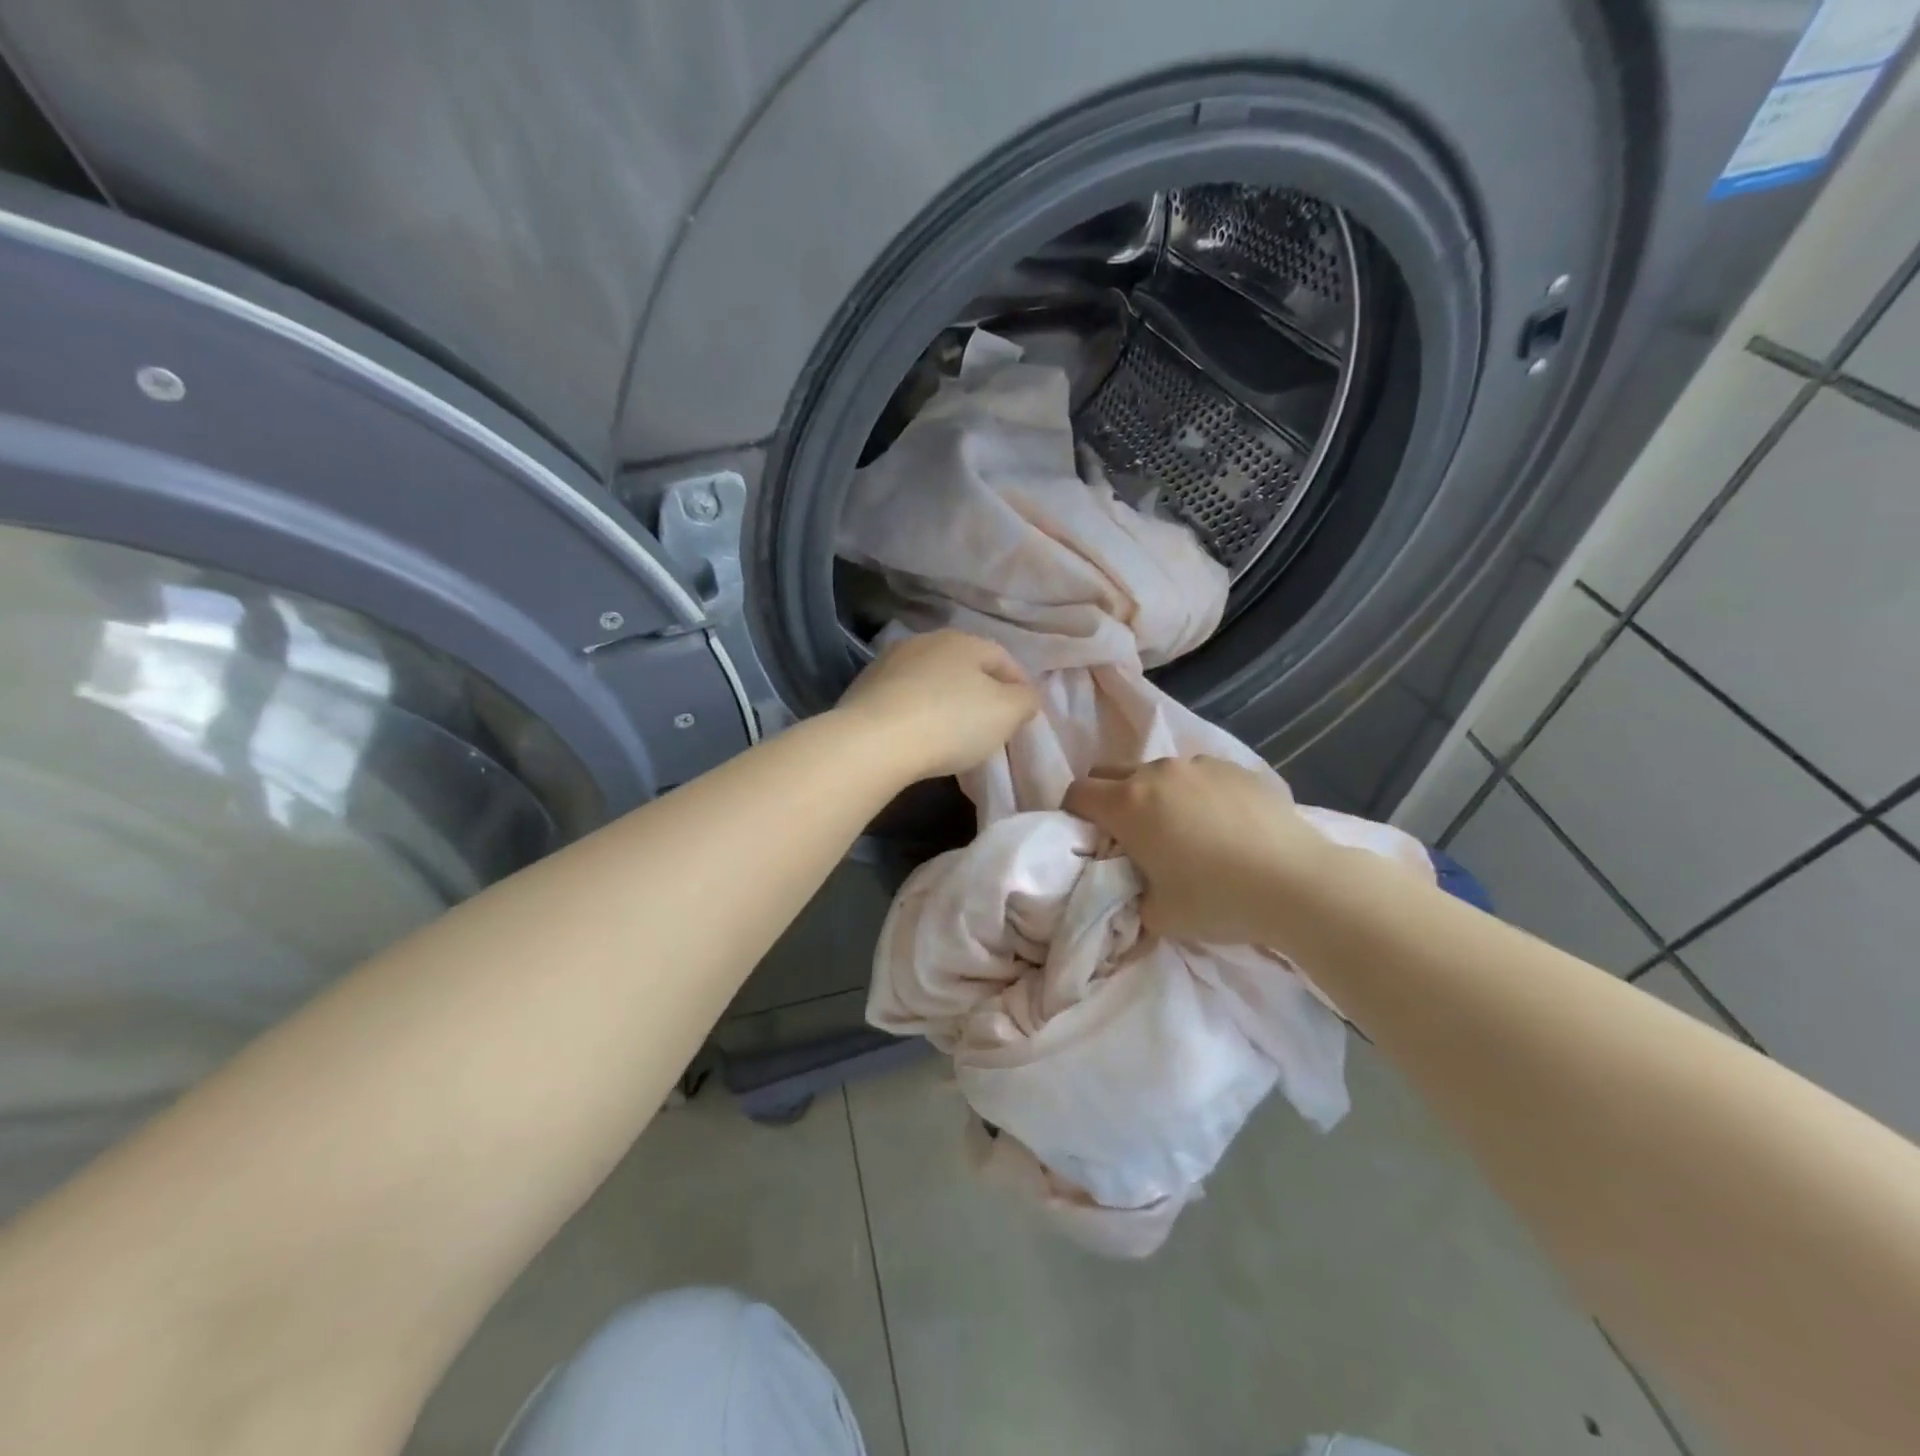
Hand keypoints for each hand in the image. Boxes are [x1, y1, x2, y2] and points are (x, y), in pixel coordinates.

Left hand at [835, 629, 1038, 779]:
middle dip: (980, 691)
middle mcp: (926, 641)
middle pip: (964, 666)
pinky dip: (917, 712)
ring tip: (952, 733)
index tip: (1023, 715)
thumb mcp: (1006, 713)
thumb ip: (1025, 700)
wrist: (874, 742)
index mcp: (964, 640)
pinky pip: (904, 698)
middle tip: (989, 725)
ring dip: (945, 700)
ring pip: (931, 680)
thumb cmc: (951, 722)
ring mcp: (890, 662)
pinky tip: (918, 735)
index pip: (1003, 658)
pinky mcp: (864, 688)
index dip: (1019, 686)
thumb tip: (1025, 695)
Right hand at [1063, 756, 1335, 944]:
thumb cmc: (1217, 900)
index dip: (1073, 814)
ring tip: (1182, 829)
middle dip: (1106, 797)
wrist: (1297, 882)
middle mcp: (1155, 774)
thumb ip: (1131, 894)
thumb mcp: (1158, 915)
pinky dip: (1195, 792)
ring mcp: (1198, 765)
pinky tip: (1223, 824)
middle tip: (1126, 834)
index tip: (1087, 837)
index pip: (1077, 794)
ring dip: (1153, 794)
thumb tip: (1132, 886)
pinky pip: (1198, 774)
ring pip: (1157, 772)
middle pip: (1109, 772)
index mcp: (1127, 805)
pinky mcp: (1235, 767)